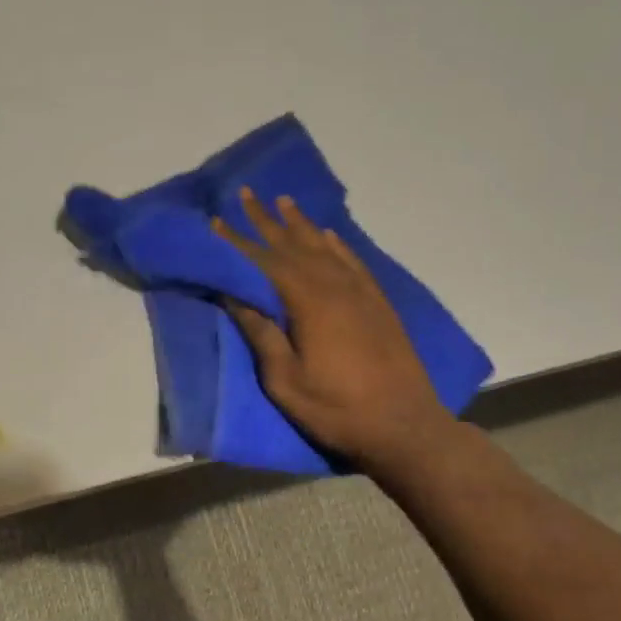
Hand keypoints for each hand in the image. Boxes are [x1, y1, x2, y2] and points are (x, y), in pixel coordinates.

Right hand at [214, 188, 454, 472]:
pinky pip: (353, 262)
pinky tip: (327, 234)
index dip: (238, 242)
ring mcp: (361, 293)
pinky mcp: (378, 304)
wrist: (404, 427)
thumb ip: (262, 334)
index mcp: (309, 303)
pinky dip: (336, 244)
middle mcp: (336, 287)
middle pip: (294, 245)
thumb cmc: (336, 410)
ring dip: (301, 224)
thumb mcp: (285, 381)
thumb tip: (235, 296)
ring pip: (325, 247)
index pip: (265, 262)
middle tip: (247, 193)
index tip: (216, 221)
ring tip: (283, 202)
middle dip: (267, 220)